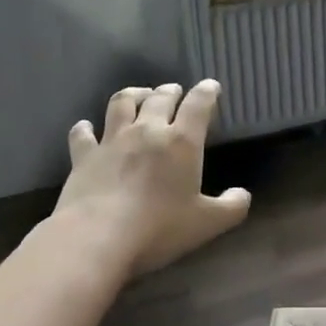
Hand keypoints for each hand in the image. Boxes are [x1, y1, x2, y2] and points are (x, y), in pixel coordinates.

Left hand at [53, 80, 250, 276]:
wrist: (96, 239)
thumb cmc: (158, 228)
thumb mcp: (206, 224)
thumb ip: (231, 207)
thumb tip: (243, 195)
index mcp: (182, 141)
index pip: (199, 103)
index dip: (207, 91)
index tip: (211, 87)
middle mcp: (148, 130)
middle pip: (161, 97)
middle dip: (171, 91)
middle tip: (175, 93)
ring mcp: (113, 140)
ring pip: (122, 102)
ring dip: (134, 95)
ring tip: (139, 96)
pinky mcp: (84, 156)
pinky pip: (82, 133)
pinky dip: (85, 128)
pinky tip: (86, 128)